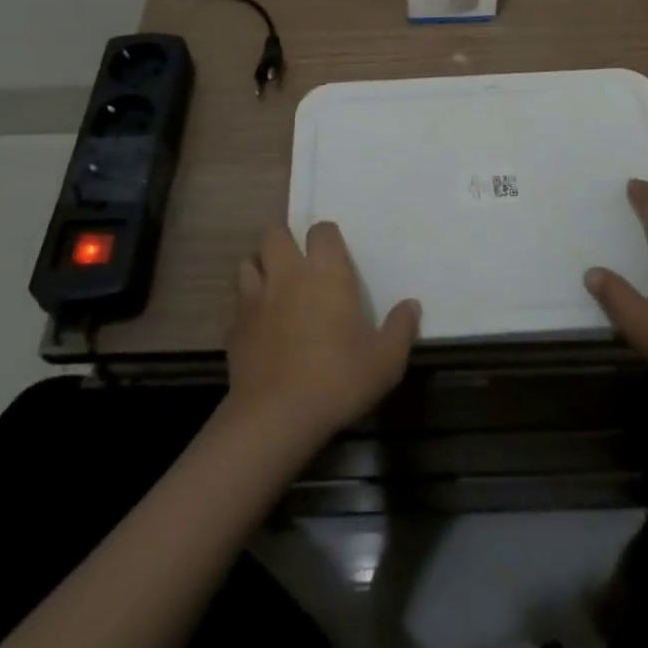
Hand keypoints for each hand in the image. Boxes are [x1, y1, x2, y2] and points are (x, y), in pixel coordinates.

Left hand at [226, 222, 419, 444]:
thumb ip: (401, 328)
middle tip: (299, 264)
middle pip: (275, 233)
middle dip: (285, 241)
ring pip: (249, 262)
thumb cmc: (337, 379)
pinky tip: (260, 324)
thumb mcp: (385, 360)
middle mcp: (288, 274)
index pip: (322, 230)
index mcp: (326, 272)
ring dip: (261, 267)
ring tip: (275, 286)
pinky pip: (239, 301)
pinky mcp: (235, 326)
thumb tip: (412, 305)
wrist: (276, 417)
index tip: (335, 256)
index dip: (327, 237)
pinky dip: (248, 305)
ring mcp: (256, 298)